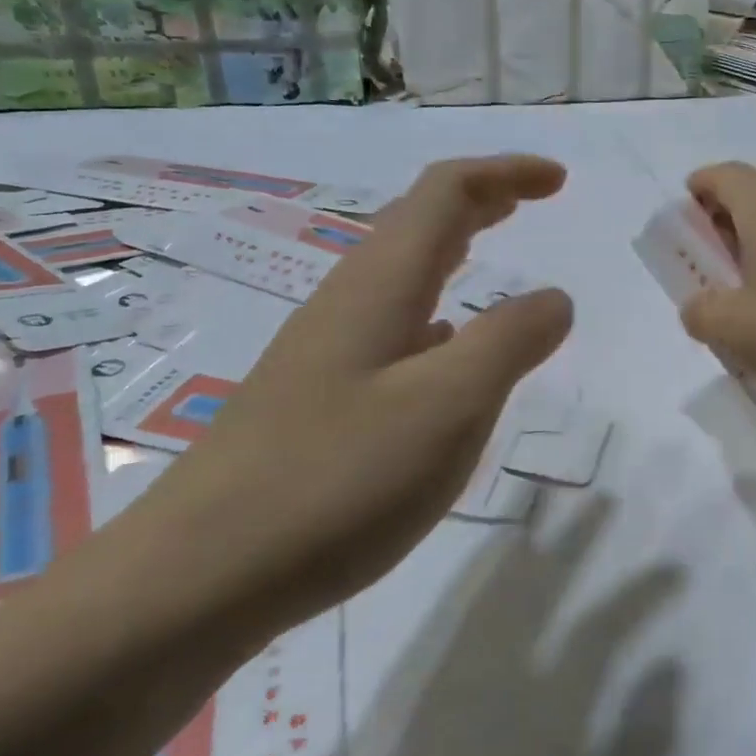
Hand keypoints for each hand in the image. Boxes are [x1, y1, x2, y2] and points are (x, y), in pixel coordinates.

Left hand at [149, 154, 574, 638]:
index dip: (505, 174)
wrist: (195, 581)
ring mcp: (326, 352)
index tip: (560, 181)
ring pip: (401, 274)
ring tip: (494, 257)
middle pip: (418, 222)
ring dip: (455, 249)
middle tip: (531, 201)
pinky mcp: (317, 399)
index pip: (446, 193)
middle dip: (481, 200)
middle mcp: (349, 303)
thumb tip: (555, 298)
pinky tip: (445, 349)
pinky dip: (437, 310)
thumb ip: (511, 342)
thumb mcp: (450, 406)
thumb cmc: (336, 480)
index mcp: (380, 286)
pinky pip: (392, 325)